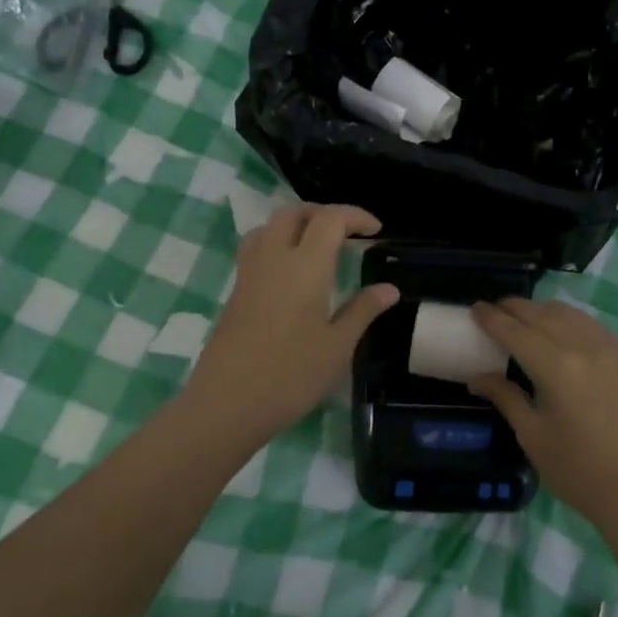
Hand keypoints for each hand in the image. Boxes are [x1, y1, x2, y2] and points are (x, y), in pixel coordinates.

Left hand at [186, 205, 398, 435]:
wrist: (228, 403)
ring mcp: (249, 273)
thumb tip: (389, 288)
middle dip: (323, 213)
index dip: (355, 216)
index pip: (330, 219)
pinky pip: (256, 248)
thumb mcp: (338, 347)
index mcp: (305, 267)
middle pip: (294, 213)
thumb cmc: (291, 376)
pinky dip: (277, 243)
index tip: (376, 231)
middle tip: (347, 233)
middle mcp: (274, 258)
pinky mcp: (235, 291)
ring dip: (296, 224)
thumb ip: (363, 311)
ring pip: (269, 226)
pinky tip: (291, 274)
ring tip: (317, 246)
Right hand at [468, 298, 617, 526]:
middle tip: (495, 310)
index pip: (515, 331)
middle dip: (515, 308)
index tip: (475, 308)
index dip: (492, 318)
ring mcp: (610, 350)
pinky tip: (562, 329)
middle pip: (542, 314)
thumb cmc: (578, 470)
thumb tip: (476, 378)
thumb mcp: (533, 435)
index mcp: (555, 366)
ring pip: (570, 314)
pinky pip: (592, 325)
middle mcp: (582, 347)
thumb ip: (506, 398)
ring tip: (525, 316)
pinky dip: (570, 319)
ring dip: (542, 310)